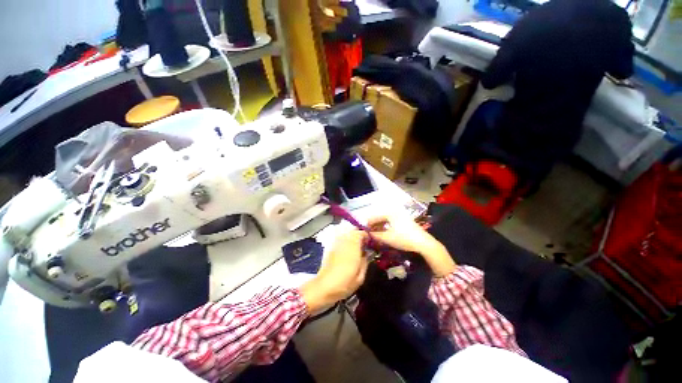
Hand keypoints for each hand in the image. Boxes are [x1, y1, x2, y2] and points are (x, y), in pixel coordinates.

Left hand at [299, 230, 368, 312]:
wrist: (324, 287)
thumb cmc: (344, 284)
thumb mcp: (360, 277)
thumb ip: (365, 262)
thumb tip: (366, 254)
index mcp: (353, 248)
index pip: (361, 234)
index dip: (366, 236)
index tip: (370, 242)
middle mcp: (344, 243)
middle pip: (353, 232)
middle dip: (359, 236)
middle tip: (363, 244)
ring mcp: (336, 244)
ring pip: (346, 234)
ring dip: (352, 237)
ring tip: (355, 247)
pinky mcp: (330, 248)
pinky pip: (339, 239)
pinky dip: (344, 241)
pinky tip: (346, 250)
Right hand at [367, 213, 456, 276]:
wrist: (424, 244)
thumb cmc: (404, 239)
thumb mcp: (387, 238)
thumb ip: (375, 236)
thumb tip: (366, 235)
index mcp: (389, 212)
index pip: (373, 217)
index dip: (367, 225)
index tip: (362, 232)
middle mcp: (394, 211)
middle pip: (379, 218)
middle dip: (373, 226)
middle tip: (368, 235)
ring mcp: (400, 215)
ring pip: (385, 220)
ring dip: (379, 228)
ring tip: (375, 236)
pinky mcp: (404, 220)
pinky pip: (391, 222)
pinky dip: (385, 228)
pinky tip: (384, 234)